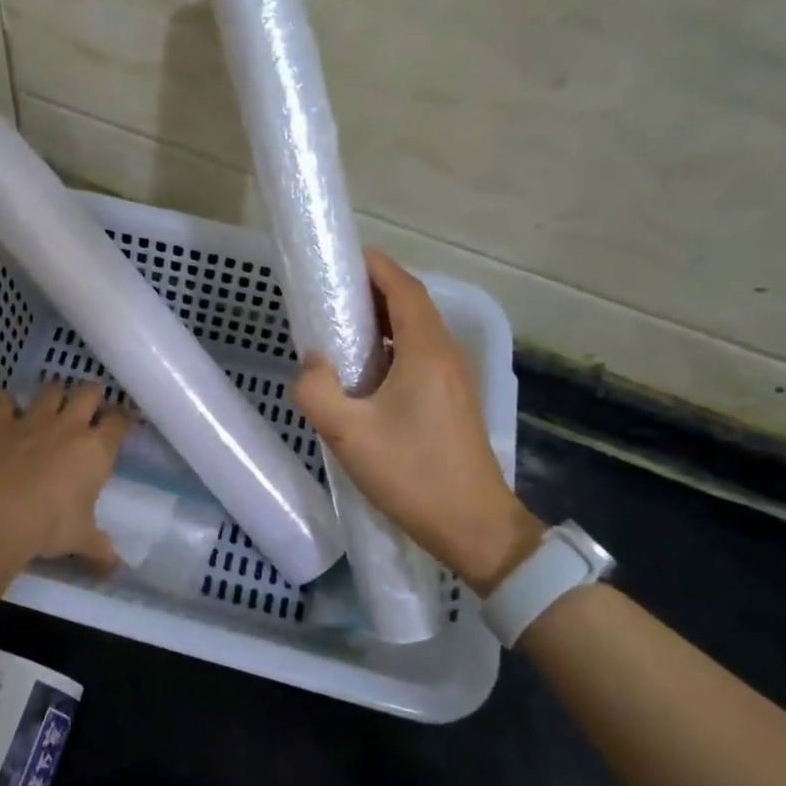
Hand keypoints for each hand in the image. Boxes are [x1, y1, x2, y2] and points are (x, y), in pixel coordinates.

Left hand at [0, 382, 128, 569]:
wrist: (0, 514)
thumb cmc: (50, 526)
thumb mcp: (82, 540)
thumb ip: (101, 549)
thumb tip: (117, 568)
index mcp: (97, 450)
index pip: (118, 422)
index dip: (122, 419)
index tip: (121, 424)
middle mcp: (70, 426)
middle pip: (89, 392)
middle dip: (92, 395)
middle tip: (90, 407)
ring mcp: (34, 420)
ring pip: (51, 389)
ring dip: (54, 393)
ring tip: (53, 403)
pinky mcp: (2, 424)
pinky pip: (3, 400)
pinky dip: (6, 401)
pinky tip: (6, 407)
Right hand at [294, 250, 543, 593]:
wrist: (474, 526)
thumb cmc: (413, 475)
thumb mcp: (349, 434)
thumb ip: (317, 391)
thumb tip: (310, 364)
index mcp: (426, 350)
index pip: (403, 288)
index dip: (375, 266)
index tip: (341, 259)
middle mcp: (445, 354)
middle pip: (411, 303)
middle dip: (373, 290)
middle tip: (329, 293)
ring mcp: (454, 378)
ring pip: (417, 330)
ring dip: (382, 319)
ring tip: (340, 326)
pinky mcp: (452, 400)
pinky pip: (420, 354)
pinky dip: (391, 345)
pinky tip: (364, 370)